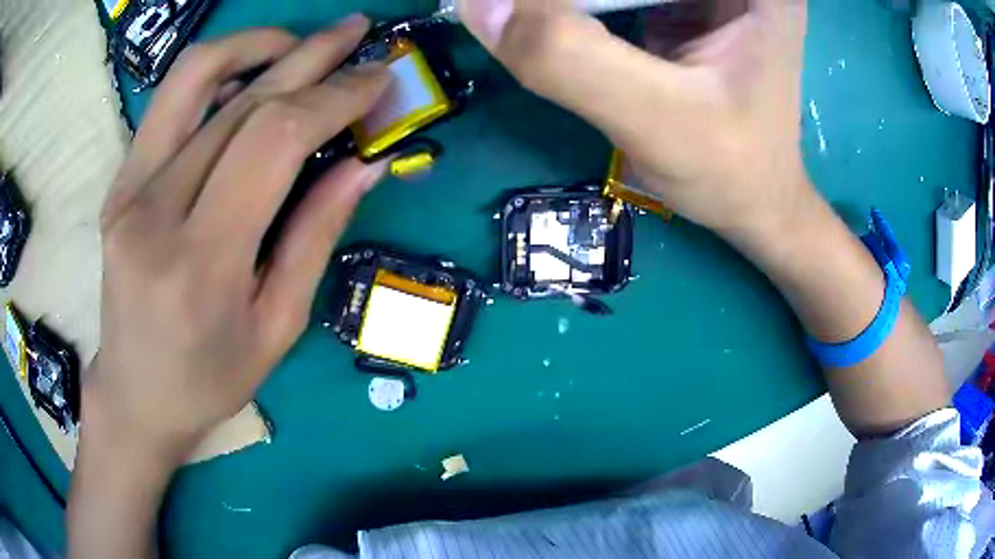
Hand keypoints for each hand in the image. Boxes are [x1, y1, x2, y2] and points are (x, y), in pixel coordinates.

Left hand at [85, 16, 389, 462]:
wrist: (135, 391)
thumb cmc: (209, 378)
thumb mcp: (277, 327)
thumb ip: (316, 236)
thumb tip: (366, 163)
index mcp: (202, 264)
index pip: (274, 142)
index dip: (334, 98)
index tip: (378, 80)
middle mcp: (155, 212)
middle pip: (243, 102)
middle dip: (312, 56)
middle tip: (358, 32)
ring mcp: (128, 189)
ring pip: (195, 78)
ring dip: (256, 43)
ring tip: (299, 42)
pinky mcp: (119, 182)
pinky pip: (170, 102)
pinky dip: (217, 72)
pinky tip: (249, 77)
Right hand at [457, 0, 808, 239]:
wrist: (756, 206)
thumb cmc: (729, 173)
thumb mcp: (655, 119)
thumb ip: (569, 58)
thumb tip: (478, 5)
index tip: (522, 14)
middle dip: (575, 2)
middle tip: (515, 18)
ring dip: (570, 5)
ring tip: (527, 22)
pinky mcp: (688, 6)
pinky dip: (583, 6)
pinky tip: (555, 23)